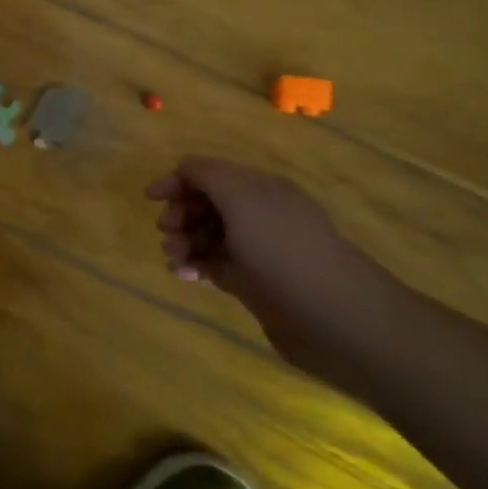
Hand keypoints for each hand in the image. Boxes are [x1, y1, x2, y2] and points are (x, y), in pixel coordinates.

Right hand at [146, 156, 407, 385]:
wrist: (337, 319)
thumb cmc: (283, 251)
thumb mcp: (241, 199)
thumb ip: (207, 175)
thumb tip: (182, 170)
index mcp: (259, 188)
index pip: (210, 173)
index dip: (178, 180)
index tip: (151, 199)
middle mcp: (258, 214)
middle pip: (206, 203)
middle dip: (180, 213)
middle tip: (168, 232)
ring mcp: (257, 250)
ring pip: (207, 236)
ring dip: (184, 241)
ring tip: (175, 259)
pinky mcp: (255, 283)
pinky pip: (215, 265)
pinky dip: (195, 266)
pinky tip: (185, 276)